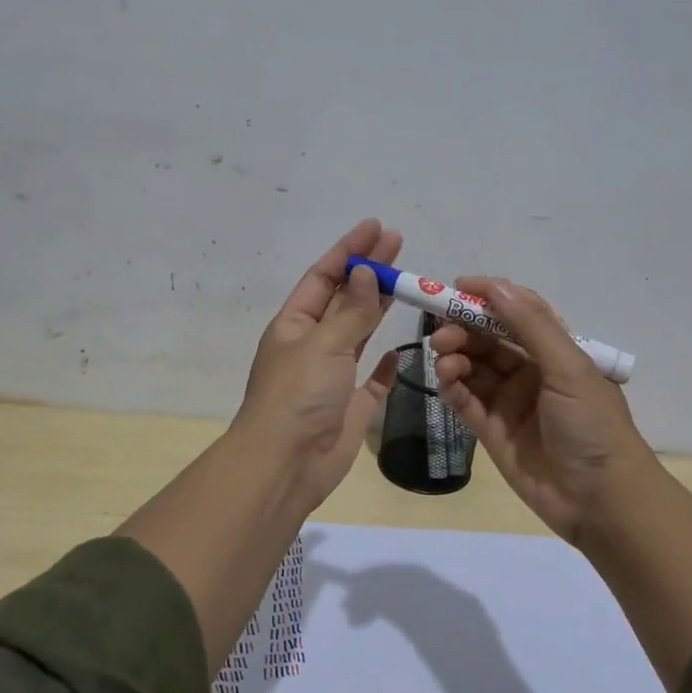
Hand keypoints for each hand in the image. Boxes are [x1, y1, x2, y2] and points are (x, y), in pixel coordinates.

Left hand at [233, 218, 401, 514]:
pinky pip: (373, 379)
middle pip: (344, 299)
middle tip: (398, 242)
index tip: (376, 227)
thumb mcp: (324, 344)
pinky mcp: (351, 406)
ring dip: (379, 307)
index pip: (324, 276)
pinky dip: (387, 364)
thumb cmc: (298, 396)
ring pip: (359, 332)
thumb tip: (366, 272)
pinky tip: (401, 349)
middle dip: (369, 270)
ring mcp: (332, 376)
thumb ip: (352, 311)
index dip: (349, 250)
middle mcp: (312, 345)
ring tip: (406, 280)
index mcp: (294, 325)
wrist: (286, 465)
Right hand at [430, 277, 657, 544]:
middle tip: (441, 333)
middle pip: (489, 338)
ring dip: (455, 357)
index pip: (519, 311)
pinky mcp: (492, 431)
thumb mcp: (569, 369)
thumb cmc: (592, 427)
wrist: (601, 501)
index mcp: (557, 351)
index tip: (457, 287)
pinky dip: (452, 387)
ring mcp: (510, 402)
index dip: (490, 296)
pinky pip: (466, 401)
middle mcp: (532, 371)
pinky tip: (446, 381)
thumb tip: (494, 286)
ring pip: (474, 367)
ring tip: (445, 360)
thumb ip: (530, 326)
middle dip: (463, 329)